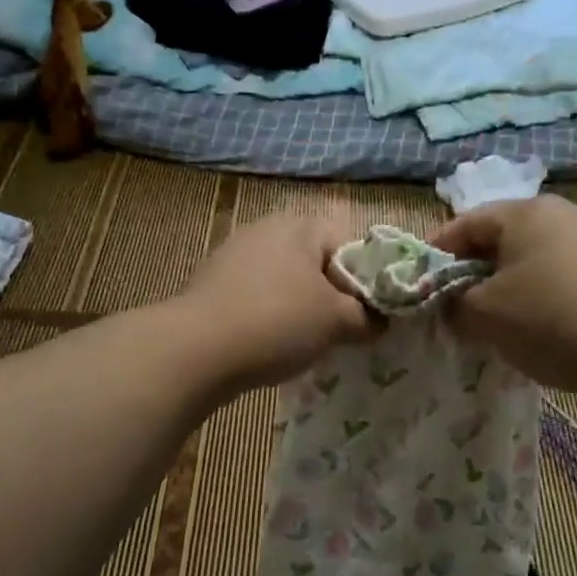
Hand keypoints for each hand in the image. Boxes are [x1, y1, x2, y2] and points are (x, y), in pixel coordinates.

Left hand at [175, 213, 375, 393]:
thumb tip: (379, 321)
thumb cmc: (278, 322)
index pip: (349, 243)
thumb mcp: (337, 321)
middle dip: (331, 295)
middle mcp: (266, 229)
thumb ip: (368, 317)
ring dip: (299, 307)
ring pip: (286, 280)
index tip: (365, 315)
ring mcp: (234, 254)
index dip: (364, 279)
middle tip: (339, 331)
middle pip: (316, 261)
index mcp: (300, 225)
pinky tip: (269, 343)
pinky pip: (256, 295)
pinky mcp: (212, 282)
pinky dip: (269, 315)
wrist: (196, 350)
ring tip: (304, 342)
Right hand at [430, 196, 576, 394]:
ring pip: (529, 263)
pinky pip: (557, 280)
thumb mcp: (484, 314)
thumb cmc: (548, 320)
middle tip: (452, 310)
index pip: (464, 224)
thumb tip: (452, 306)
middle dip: (470, 275)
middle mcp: (561, 216)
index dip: (435, 255)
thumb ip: (453, 304)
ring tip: (490, 326)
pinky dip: (536, 300)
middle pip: (499, 241)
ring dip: (504, 290)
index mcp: (525, 213)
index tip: (419, 288)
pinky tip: (533, 332)